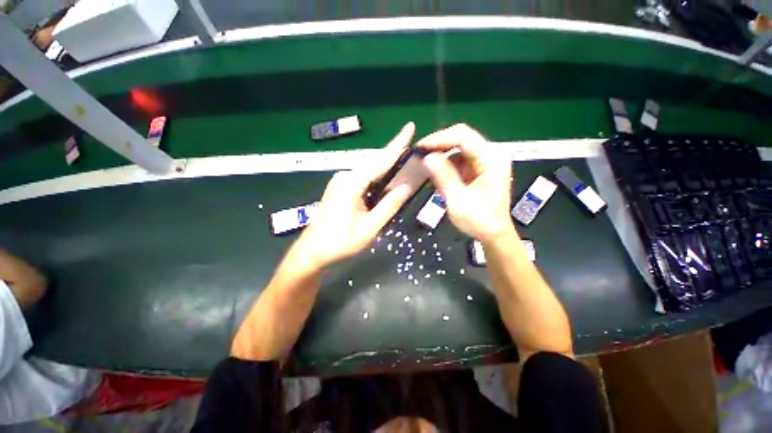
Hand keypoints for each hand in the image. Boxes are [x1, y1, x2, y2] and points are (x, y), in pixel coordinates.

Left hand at [296, 123, 416, 268]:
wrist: (312, 252)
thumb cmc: (340, 242)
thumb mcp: (370, 227)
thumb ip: (389, 206)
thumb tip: (406, 187)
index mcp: (352, 184)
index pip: (380, 161)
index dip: (397, 144)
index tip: (410, 127)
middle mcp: (345, 177)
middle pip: (375, 164)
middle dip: (394, 155)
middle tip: (412, 148)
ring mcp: (340, 182)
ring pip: (369, 172)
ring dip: (386, 169)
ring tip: (404, 163)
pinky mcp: (339, 189)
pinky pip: (363, 180)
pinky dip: (377, 179)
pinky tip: (386, 181)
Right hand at [418, 124, 514, 242]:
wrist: (493, 234)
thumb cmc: (480, 221)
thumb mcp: (458, 201)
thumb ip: (443, 178)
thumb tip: (427, 158)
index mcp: (491, 159)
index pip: (463, 136)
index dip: (439, 138)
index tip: (420, 147)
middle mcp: (490, 155)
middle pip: (461, 138)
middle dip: (438, 146)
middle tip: (419, 155)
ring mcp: (484, 161)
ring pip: (457, 148)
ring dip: (440, 156)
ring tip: (425, 167)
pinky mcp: (477, 168)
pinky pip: (458, 159)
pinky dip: (445, 165)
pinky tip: (436, 176)